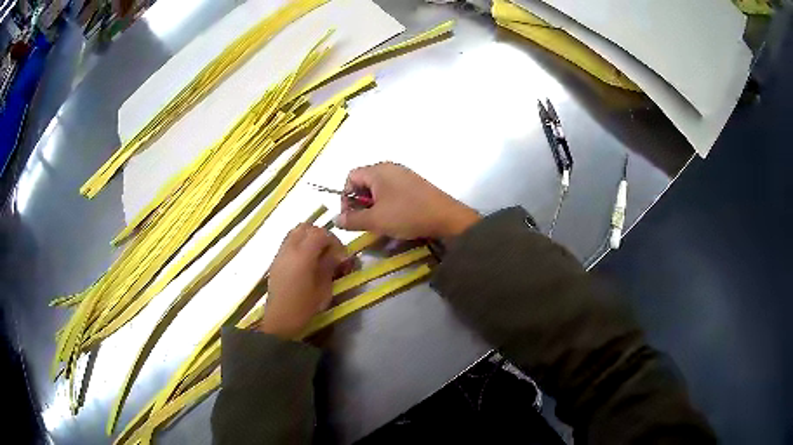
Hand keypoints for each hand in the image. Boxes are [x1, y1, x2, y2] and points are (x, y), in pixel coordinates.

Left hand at [256, 223, 346, 338]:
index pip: (320, 233)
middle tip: (330, 251)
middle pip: (306, 227)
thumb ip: (330, 266)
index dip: (333, 240)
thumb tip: (338, 254)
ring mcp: (280, 253)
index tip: (341, 255)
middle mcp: (289, 249)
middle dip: (321, 235)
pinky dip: (300, 243)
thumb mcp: (323, 288)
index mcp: (303, 255)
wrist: (280, 319)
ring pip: (295, 231)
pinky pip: (289, 241)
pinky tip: (306, 260)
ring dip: (309, 237)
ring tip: (318, 253)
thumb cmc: (304, 307)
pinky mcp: (276, 259)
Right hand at [335, 162, 480, 238]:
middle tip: (364, 221)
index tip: (351, 216)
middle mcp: (390, 167)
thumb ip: (353, 219)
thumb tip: (335, 219)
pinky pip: (393, 190)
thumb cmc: (407, 215)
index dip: (345, 196)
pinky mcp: (414, 184)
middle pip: (364, 181)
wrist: (446, 218)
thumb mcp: (376, 220)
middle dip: (359, 202)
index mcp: (378, 170)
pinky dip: (387, 203)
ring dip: (373, 205)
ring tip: (379, 222)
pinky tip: (394, 218)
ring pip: (378, 187)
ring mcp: (404, 175)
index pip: (350, 177)